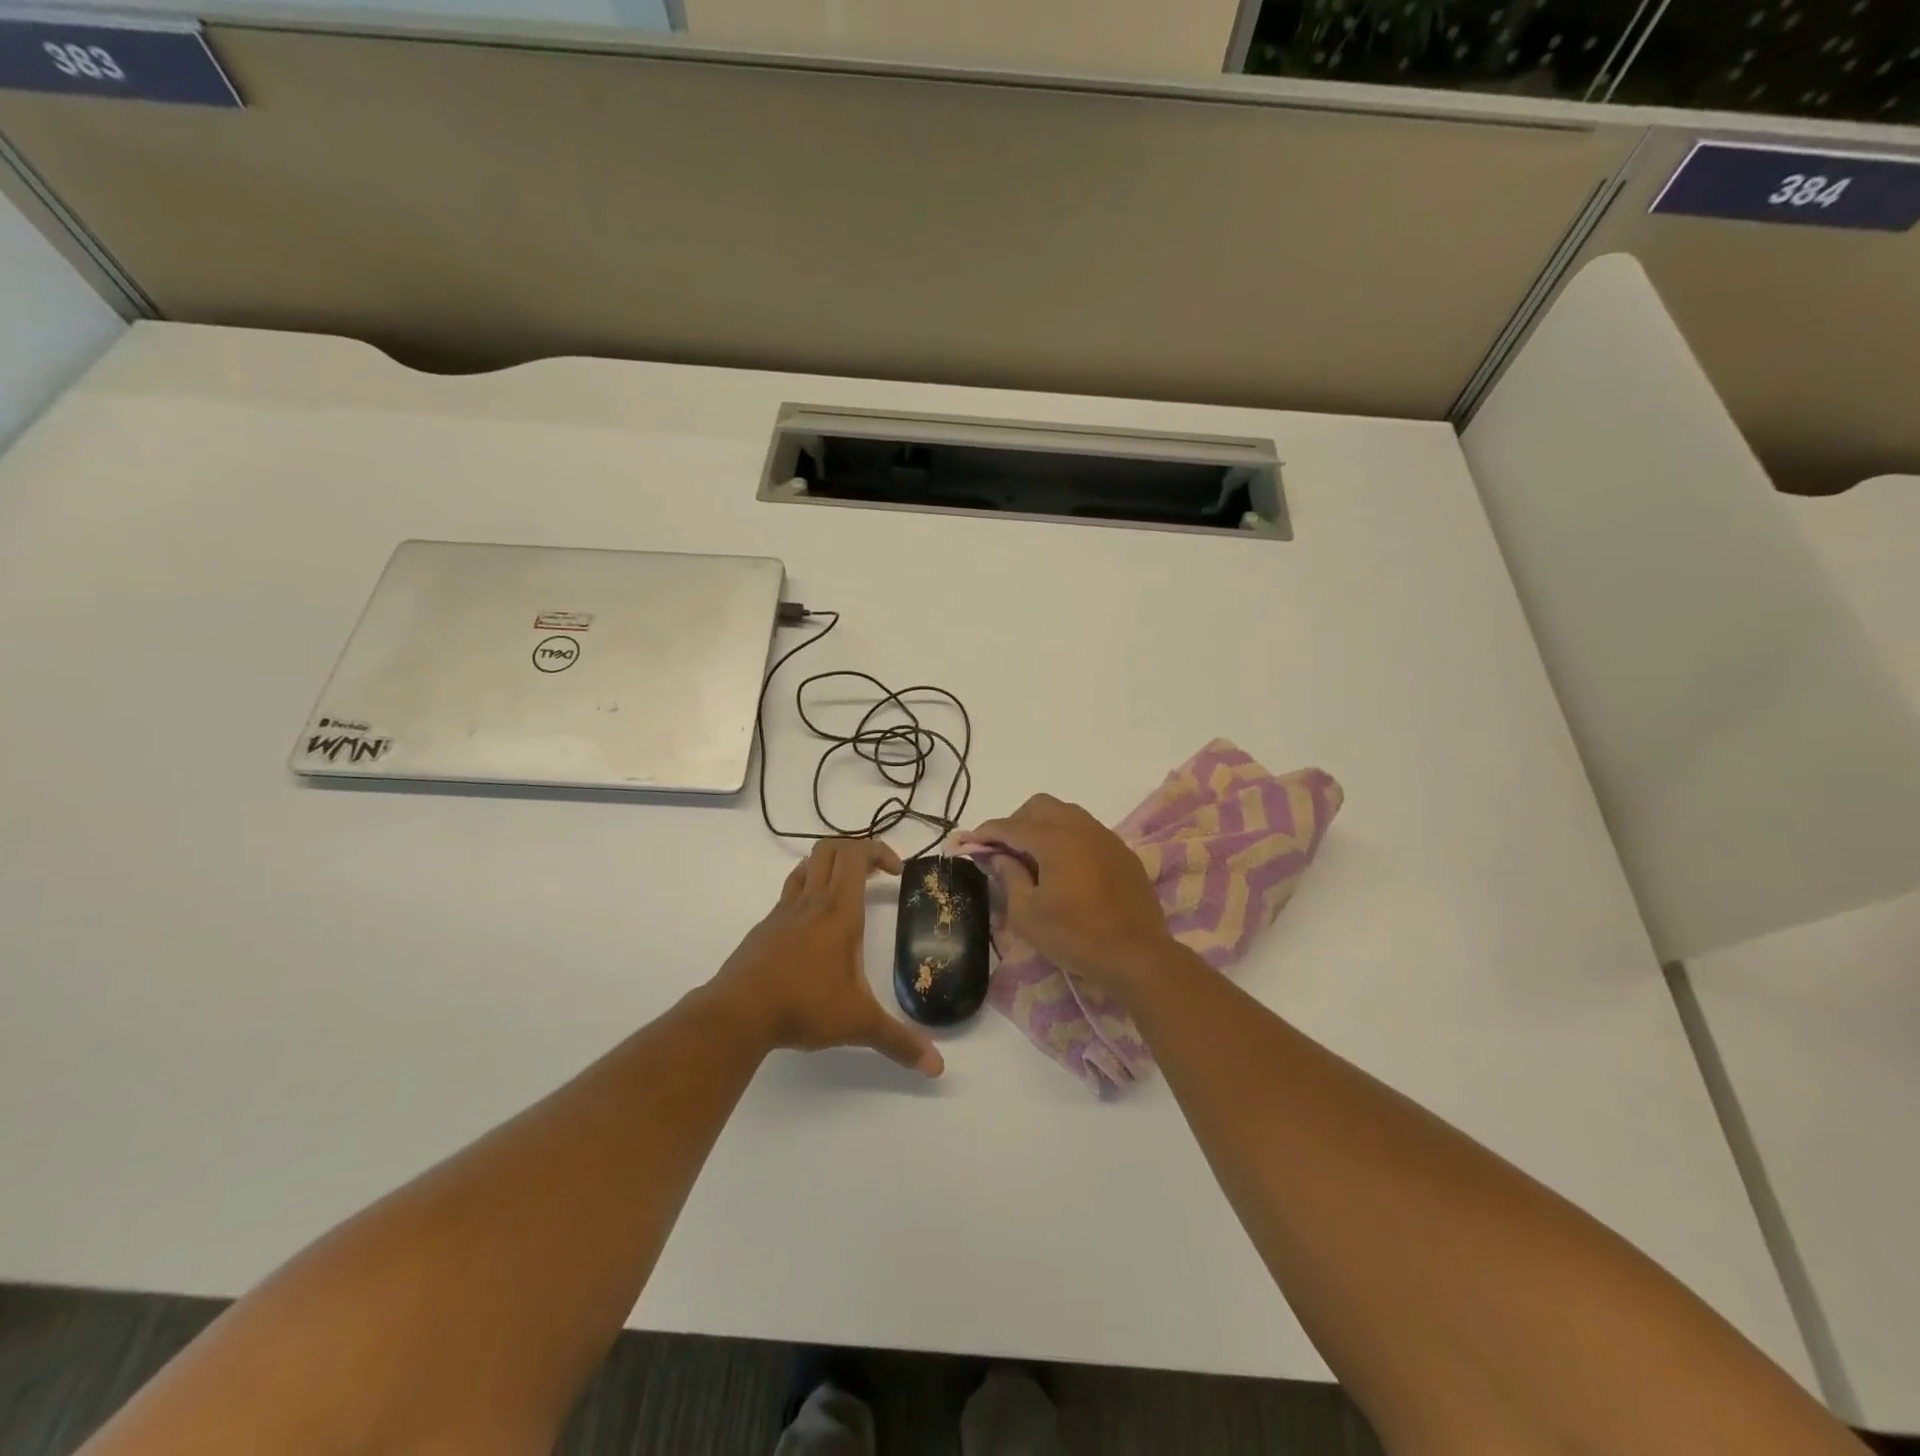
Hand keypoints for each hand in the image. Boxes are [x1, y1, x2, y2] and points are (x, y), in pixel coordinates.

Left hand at [710, 839, 943, 1077]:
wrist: (738, 1013)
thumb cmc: (803, 1007)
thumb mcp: (858, 1024)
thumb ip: (898, 1042)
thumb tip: (937, 1067)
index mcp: (839, 911)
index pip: (857, 855)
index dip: (880, 851)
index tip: (896, 872)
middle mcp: (812, 901)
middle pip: (830, 849)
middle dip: (857, 851)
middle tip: (876, 875)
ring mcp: (783, 911)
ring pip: (807, 866)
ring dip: (829, 866)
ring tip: (847, 891)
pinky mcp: (765, 927)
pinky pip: (790, 893)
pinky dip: (808, 892)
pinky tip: (814, 927)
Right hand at [959, 794, 1176, 994]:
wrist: (1137, 955)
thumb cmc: (1076, 937)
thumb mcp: (1028, 915)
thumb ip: (1009, 877)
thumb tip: (997, 856)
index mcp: (1055, 840)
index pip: (1011, 825)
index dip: (986, 832)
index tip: (968, 842)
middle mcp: (1081, 828)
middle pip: (1039, 806)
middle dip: (1016, 822)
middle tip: (1003, 851)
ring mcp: (1106, 837)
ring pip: (1066, 813)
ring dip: (1043, 827)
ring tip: (1032, 858)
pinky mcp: (1122, 852)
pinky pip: (1086, 830)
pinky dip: (1067, 838)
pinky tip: (1064, 868)